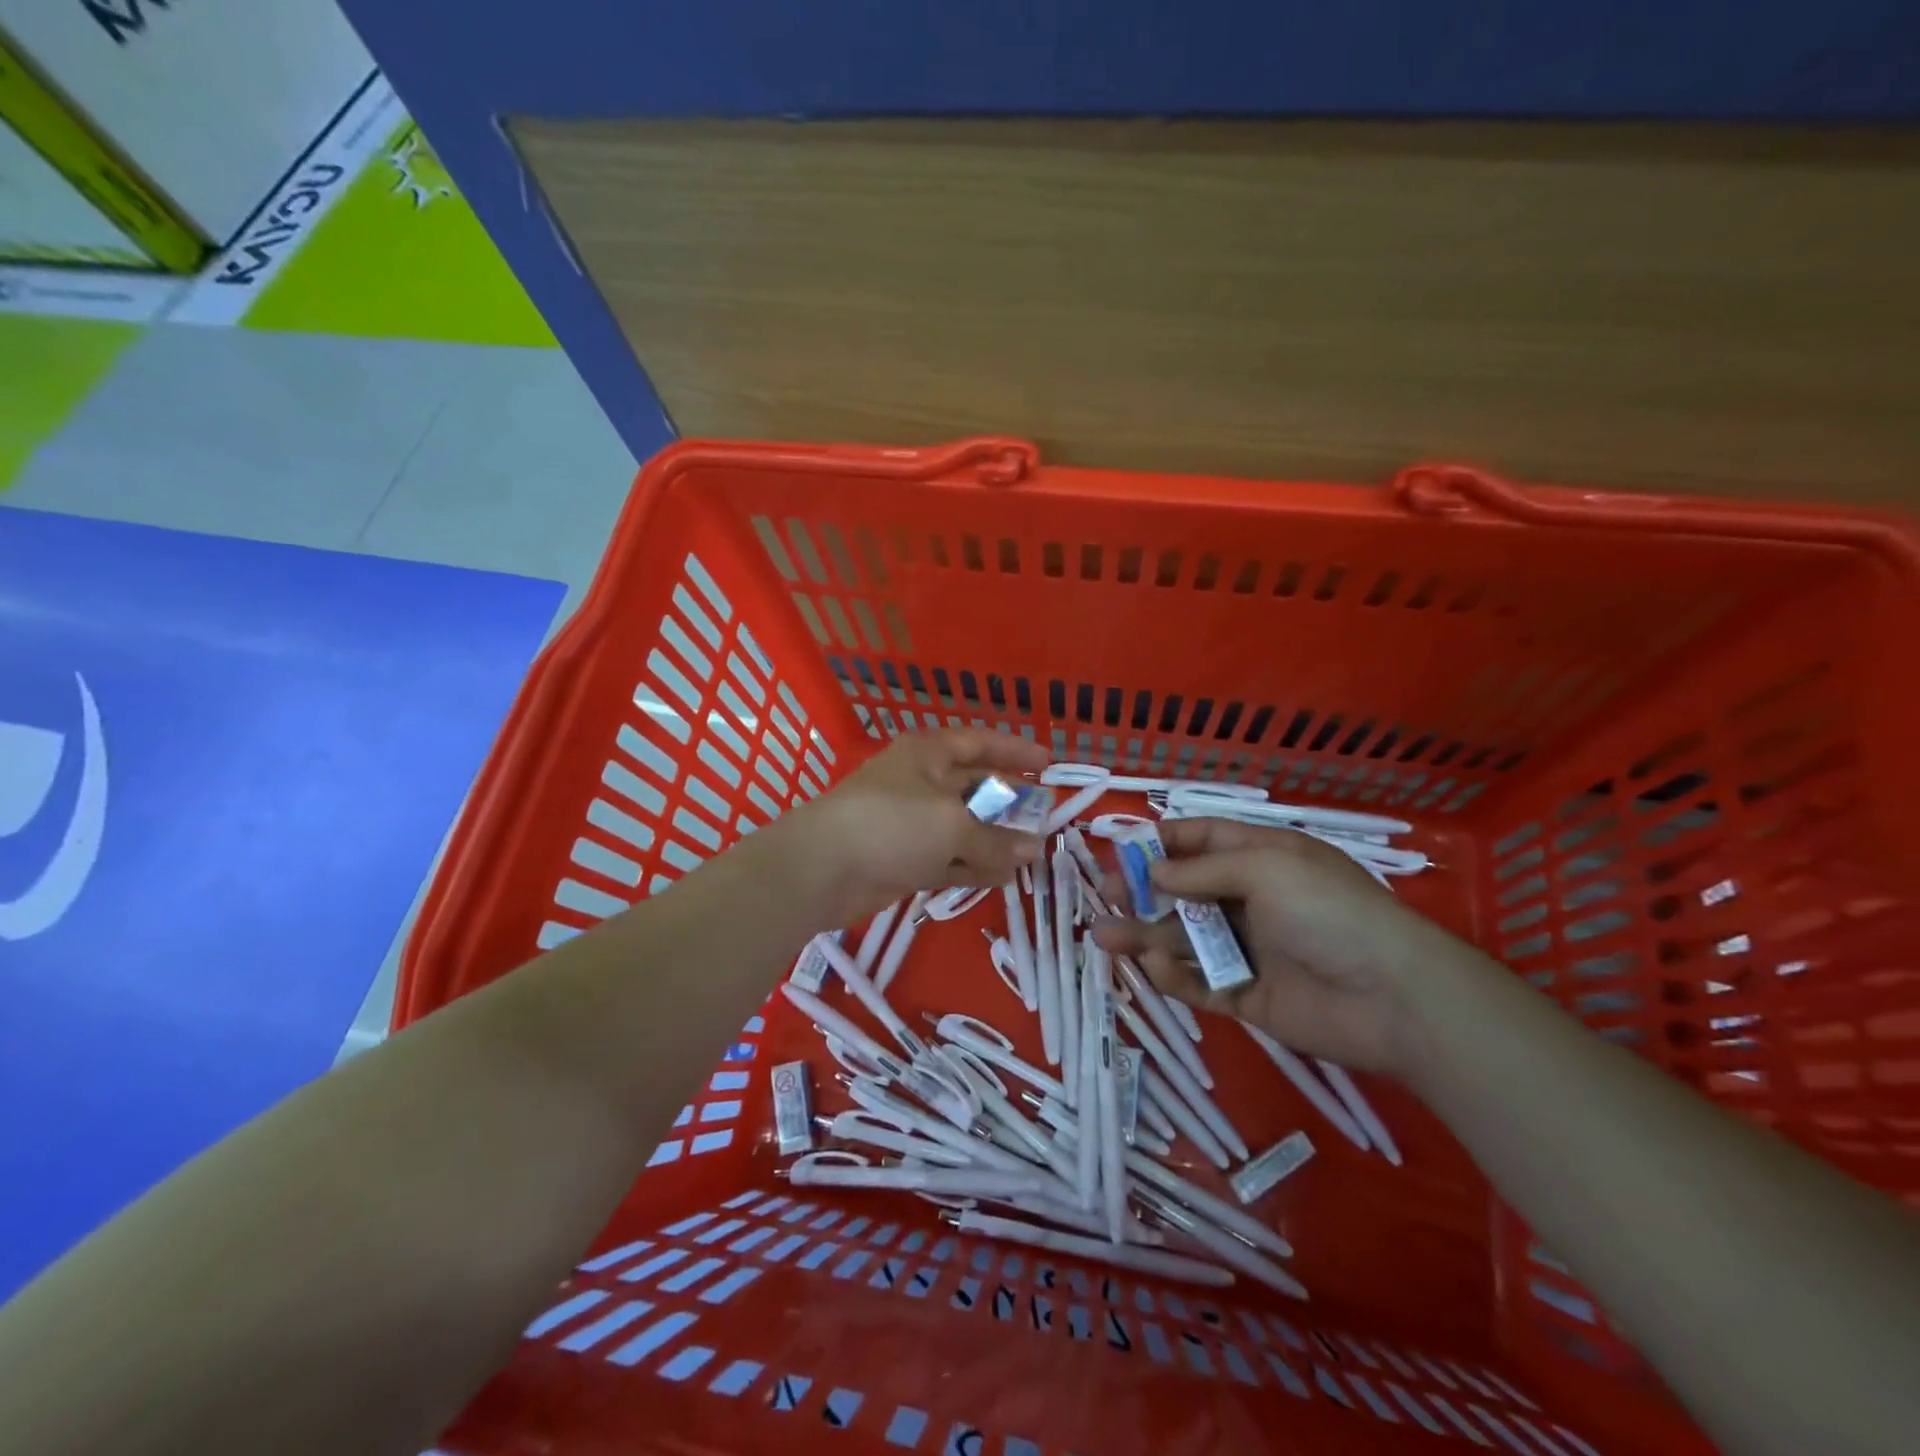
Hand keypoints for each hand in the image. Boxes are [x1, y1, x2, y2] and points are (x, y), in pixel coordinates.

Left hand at [779, 728, 1049, 926]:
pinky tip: (1001, 879)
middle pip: (975, 786)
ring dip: (994, 841)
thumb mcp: (953, 826)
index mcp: (930, 753)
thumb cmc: (892, 825)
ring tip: (1030, 856)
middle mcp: (922, 781)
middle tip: (1044, 819)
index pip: (981, 743)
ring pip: (963, 827)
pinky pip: (948, 858)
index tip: (1049, 765)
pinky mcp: (904, 857)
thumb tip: (1034, 849)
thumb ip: (996, 839)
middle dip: (1008, 803)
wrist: (822, 868)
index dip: (1015, 751)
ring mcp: (911, 822)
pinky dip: (972, 867)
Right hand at [1091, 819, 1446, 1076]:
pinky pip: (1200, 982)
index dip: (1164, 841)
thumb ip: (1202, 872)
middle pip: (1186, 890)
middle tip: (1105, 895)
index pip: (1205, 840)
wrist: (1392, 998)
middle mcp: (1252, 899)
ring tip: (1102, 936)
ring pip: (1184, 938)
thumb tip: (1154, 871)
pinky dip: (1173, 974)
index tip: (1123, 848)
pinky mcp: (1246, 995)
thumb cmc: (1327, 911)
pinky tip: (1152, 964)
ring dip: (1144, 933)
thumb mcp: (1264, 869)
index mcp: (1263, 858)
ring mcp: (1248, 949)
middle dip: (1144, 890)